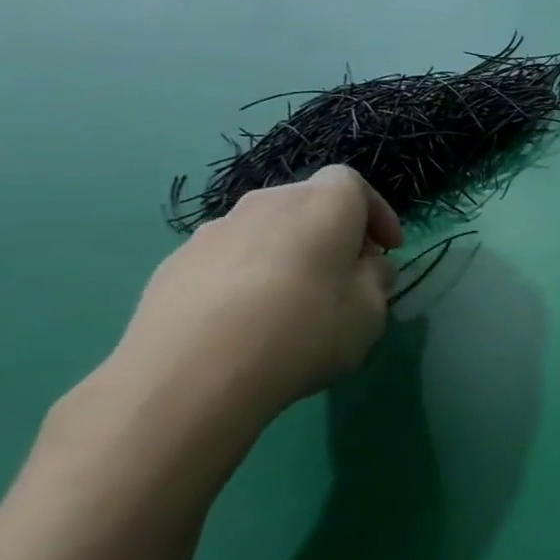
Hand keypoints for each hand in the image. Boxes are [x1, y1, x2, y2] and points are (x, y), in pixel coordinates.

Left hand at [110, 166, 401, 431]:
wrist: (190, 375)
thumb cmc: (304, 331)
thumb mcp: (371, 311)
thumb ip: (375, 279)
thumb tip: (364, 267)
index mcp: (322, 204)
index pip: (352, 184)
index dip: (376, 213)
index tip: (387, 249)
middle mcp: (266, 203)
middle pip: (307, 205)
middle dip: (331, 234)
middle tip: (345, 276)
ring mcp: (212, 232)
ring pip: (265, 233)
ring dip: (286, 256)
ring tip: (291, 305)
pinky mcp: (172, 266)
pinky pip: (227, 261)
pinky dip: (245, 280)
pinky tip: (246, 323)